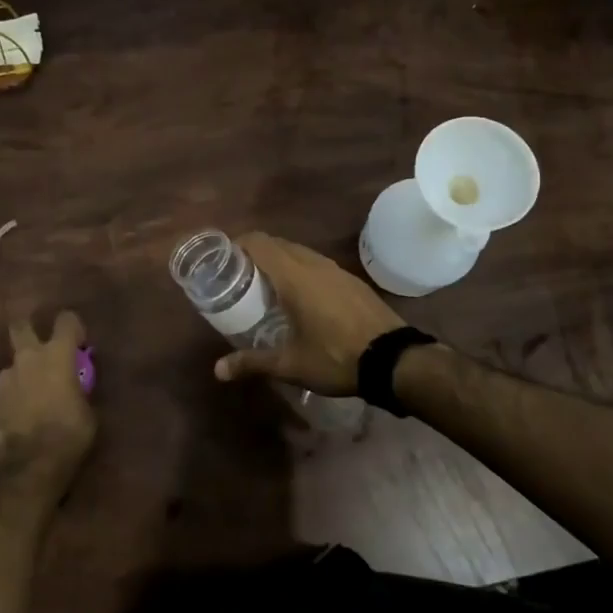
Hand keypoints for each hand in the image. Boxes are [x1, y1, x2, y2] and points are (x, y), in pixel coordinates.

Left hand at [0, 310, 95, 496]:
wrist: (27, 468)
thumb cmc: (68, 436)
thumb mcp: (88, 412)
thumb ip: (81, 390)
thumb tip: (77, 387)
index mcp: (57, 355)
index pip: (66, 320)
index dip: (73, 327)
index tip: (79, 344)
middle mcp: (28, 358)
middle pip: (21, 326)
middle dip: (29, 329)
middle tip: (41, 348)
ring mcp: (5, 379)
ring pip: (13, 365)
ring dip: (23, 374)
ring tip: (33, 397)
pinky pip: (5, 390)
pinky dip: (13, 398)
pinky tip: (20, 417)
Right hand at [212, 232, 401, 394]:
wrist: (394, 359)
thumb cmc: (335, 357)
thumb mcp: (290, 365)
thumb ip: (253, 362)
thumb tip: (218, 370)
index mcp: (294, 276)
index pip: (259, 243)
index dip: (238, 244)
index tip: (223, 260)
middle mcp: (314, 264)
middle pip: (278, 244)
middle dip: (256, 253)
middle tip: (239, 276)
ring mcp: (336, 269)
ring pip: (300, 253)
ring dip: (280, 261)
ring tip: (266, 286)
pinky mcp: (351, 280)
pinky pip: (317, 264)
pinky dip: (301, 270)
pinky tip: (300, 297)